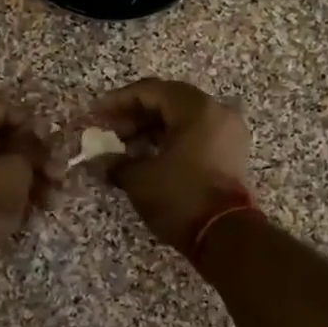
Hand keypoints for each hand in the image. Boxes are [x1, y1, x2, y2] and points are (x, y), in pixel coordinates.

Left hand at [0, 96, 56, 271]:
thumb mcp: (17, 172)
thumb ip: (30, 152)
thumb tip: (31, 147)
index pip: (0, 107)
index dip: (29, 122)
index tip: (49, 141)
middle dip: (33, 156)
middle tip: (58, 172)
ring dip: (25, 177)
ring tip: (52, 199)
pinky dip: (4, 189)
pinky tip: (31, 210)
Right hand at [88, 79, 250, 252]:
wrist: (226, 236)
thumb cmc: (180, 198)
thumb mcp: (139, 178)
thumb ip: (115, 162)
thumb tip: (98, 160)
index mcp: (196, 109)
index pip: (150, 90)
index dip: (118, 100)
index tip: (96, 114)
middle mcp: (216, 112)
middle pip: (168, 101)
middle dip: (135, 116)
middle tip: (109, 132)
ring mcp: (228, 133)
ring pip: (182, 119)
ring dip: (151, 129)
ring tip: (124, 149)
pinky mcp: (231, 153)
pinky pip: (195, 135)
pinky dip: (170, 140)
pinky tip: (147, 157)